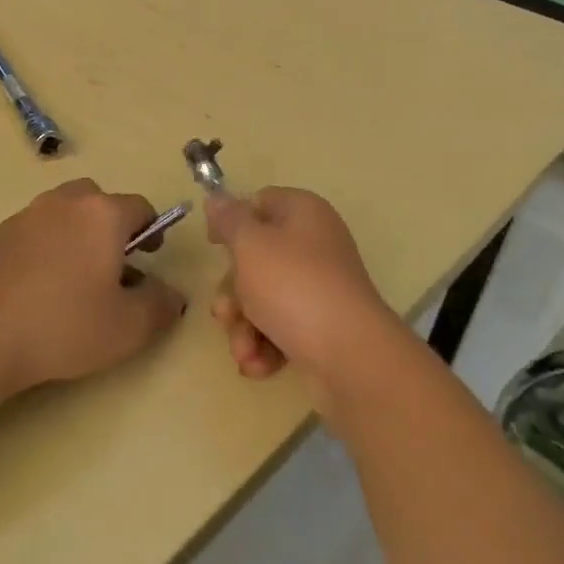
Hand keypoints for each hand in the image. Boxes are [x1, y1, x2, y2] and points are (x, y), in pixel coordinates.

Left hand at [0, 179, 185, 392]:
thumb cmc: (63, 326)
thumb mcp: (128, 328)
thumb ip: (160, 306)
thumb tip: (172, 294)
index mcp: (101, 214)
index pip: (140, 207)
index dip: (152, 231)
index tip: (149, 260)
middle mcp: (64, 202)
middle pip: (98, 200)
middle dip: (111, 226)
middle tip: (113, 266)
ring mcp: (25, 215)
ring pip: (63, 213)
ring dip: (77, 235)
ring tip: (75, 281)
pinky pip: (34, 231)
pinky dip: (45, 248)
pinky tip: (38, 289)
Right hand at [206, 188, 394, 386]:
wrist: (349, 354)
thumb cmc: (293, 286)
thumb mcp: (250, 244)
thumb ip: (229, 220)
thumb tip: (217, 199)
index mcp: (302, 213)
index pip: (260, 203)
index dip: (233, 221)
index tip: (213, 245)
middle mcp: (314, 245)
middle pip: (256, 258)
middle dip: (233, 293)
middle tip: (225, 313)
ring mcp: (319, 287)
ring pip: (263, 298)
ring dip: (244, 326)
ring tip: (244, 350)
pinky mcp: (321, 325)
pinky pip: (281, 327)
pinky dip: (265, 345)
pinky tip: (258, 364)